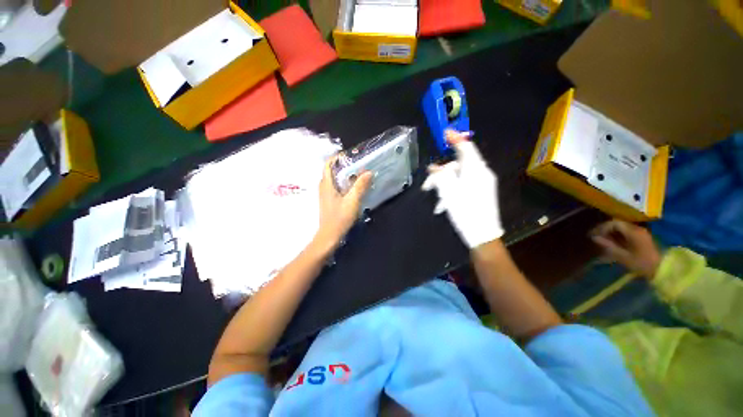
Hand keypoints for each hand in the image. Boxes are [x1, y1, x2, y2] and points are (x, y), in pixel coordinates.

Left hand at [313, 157, 371, 251]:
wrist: (329, 236)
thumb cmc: (339, 218)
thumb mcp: (352, 201)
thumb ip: (360, 186)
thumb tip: (368, 172)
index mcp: (326, 184)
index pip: (328, 164)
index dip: (338, 157)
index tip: (351, 156)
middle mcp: (323, 186)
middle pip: (332, 170)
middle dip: (344, 165)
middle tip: (359, 165)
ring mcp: (325, 194)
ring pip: (334, 179)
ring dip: (345, 175)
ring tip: (359, 174)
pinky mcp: (329, 200)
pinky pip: (336, 186)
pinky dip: (344, 183)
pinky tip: (354, 188)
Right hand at [422, 130, 503, 248]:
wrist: (482, 235)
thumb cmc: (465, 211)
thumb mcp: (449, 193)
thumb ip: (441, 177)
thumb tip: (434, 168)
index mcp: (476, 170)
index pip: (466, 147)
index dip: (455, 139)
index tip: (445, 133)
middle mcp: (481, 173)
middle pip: (458, 166)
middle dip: (441, 174)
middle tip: (427, 186)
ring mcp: (482, 183)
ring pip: (459, 177)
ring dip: (445, 186)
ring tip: (436, 200)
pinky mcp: (480, 192)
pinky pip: (463, 186)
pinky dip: (452, 192)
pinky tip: (444, 205)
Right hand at [590, 220, 661, 278]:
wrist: (663, 269)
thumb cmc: (642, 263)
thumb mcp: (623, 256)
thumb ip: (608, 246)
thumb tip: (594, 238)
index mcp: (633, 231)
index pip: (614, 223)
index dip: (602, 228)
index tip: (594, 235)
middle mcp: (637, 228)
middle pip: (618, 223)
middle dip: (605, 229)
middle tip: (596, 237)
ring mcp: (641, 232)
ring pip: (622, 227)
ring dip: (611, 232)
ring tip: (603, 240)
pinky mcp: (643, 237)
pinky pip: (627, 232)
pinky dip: (618, 235)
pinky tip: (614, 242)